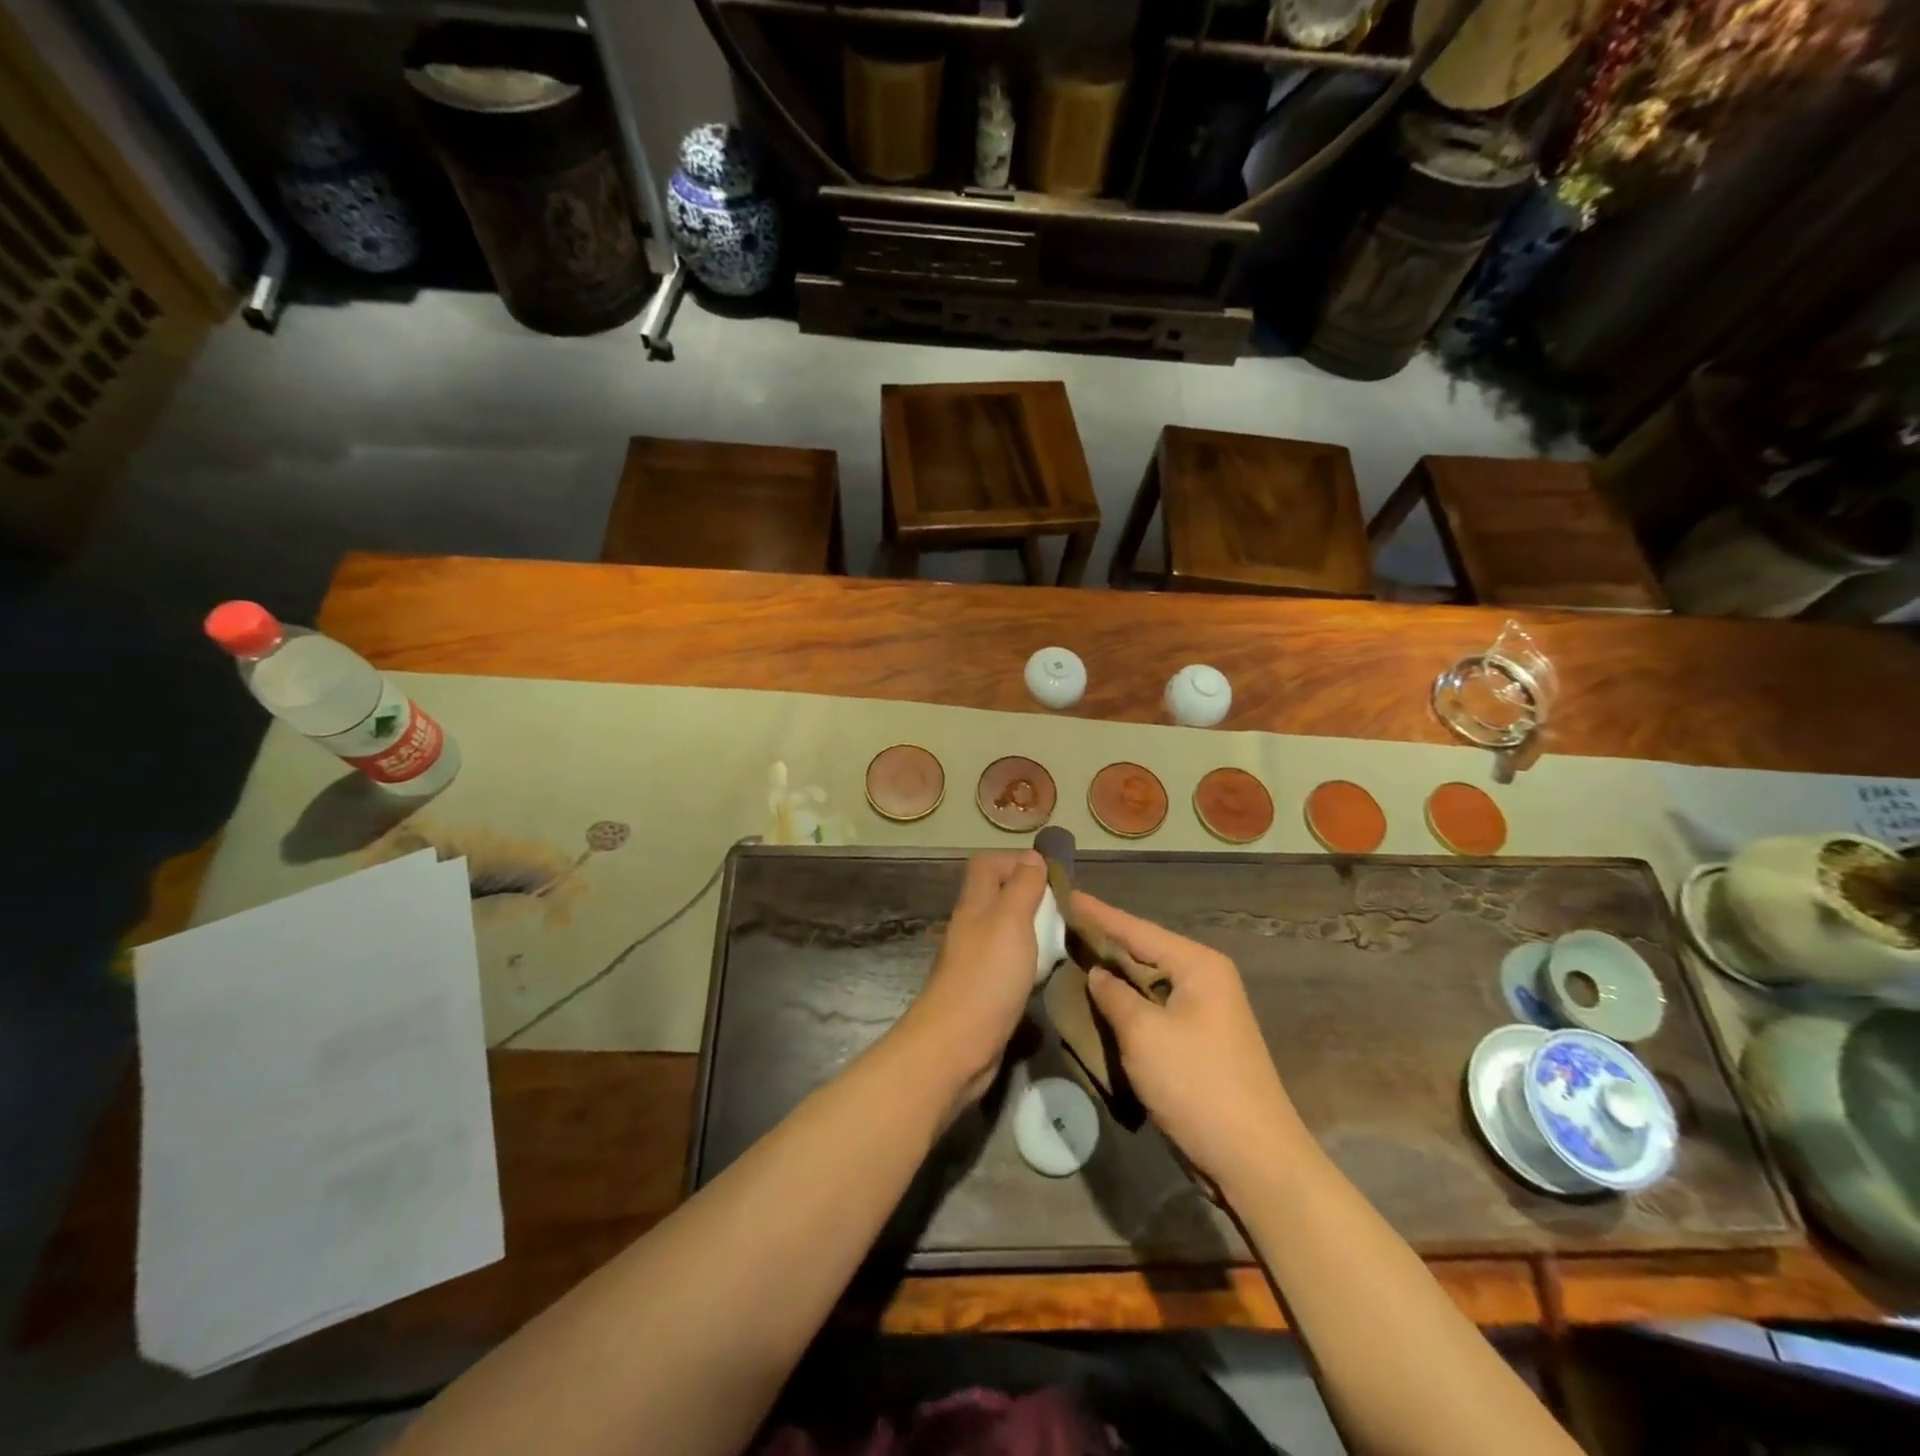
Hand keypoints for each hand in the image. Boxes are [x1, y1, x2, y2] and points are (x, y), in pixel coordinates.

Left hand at [899, 851, 1049, 1107]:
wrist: (956, 1046)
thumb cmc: (986, 976)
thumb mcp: (1011, 921)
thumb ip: (1022, 887)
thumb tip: (1032, 857)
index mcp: (974, 904)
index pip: (987, 864)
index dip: (1016, 861)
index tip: (1050, 877)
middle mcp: (971, 927)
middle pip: (998, 897)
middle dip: (1031, 897)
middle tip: (1065, 911)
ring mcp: (975, 960)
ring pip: (1006, 931)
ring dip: (1034, 931)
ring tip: (1064, 939)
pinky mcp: (983, 990)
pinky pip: (1009, 963)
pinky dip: (1029, 962)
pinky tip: (1048, 972)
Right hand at [1074, 891, 1304, 1189]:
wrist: (1254, 1158)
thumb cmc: (1196, 1084)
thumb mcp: (1144, 1034)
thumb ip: (1114, 995)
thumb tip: (1099, 973)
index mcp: (1198, 965)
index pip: (1137, 929)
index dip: (1100, 913)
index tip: (1068, 893)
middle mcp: (1207, 978)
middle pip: (1146, 950)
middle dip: (1107, 940)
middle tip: (1065, 924)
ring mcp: (1207, 1011)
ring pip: (1150, 981)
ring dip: (1117, 973)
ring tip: (1076, 955)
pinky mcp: (1201, 1040)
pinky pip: (1157, 1007)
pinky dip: (1130, 1002)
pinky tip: (1104, 1000)